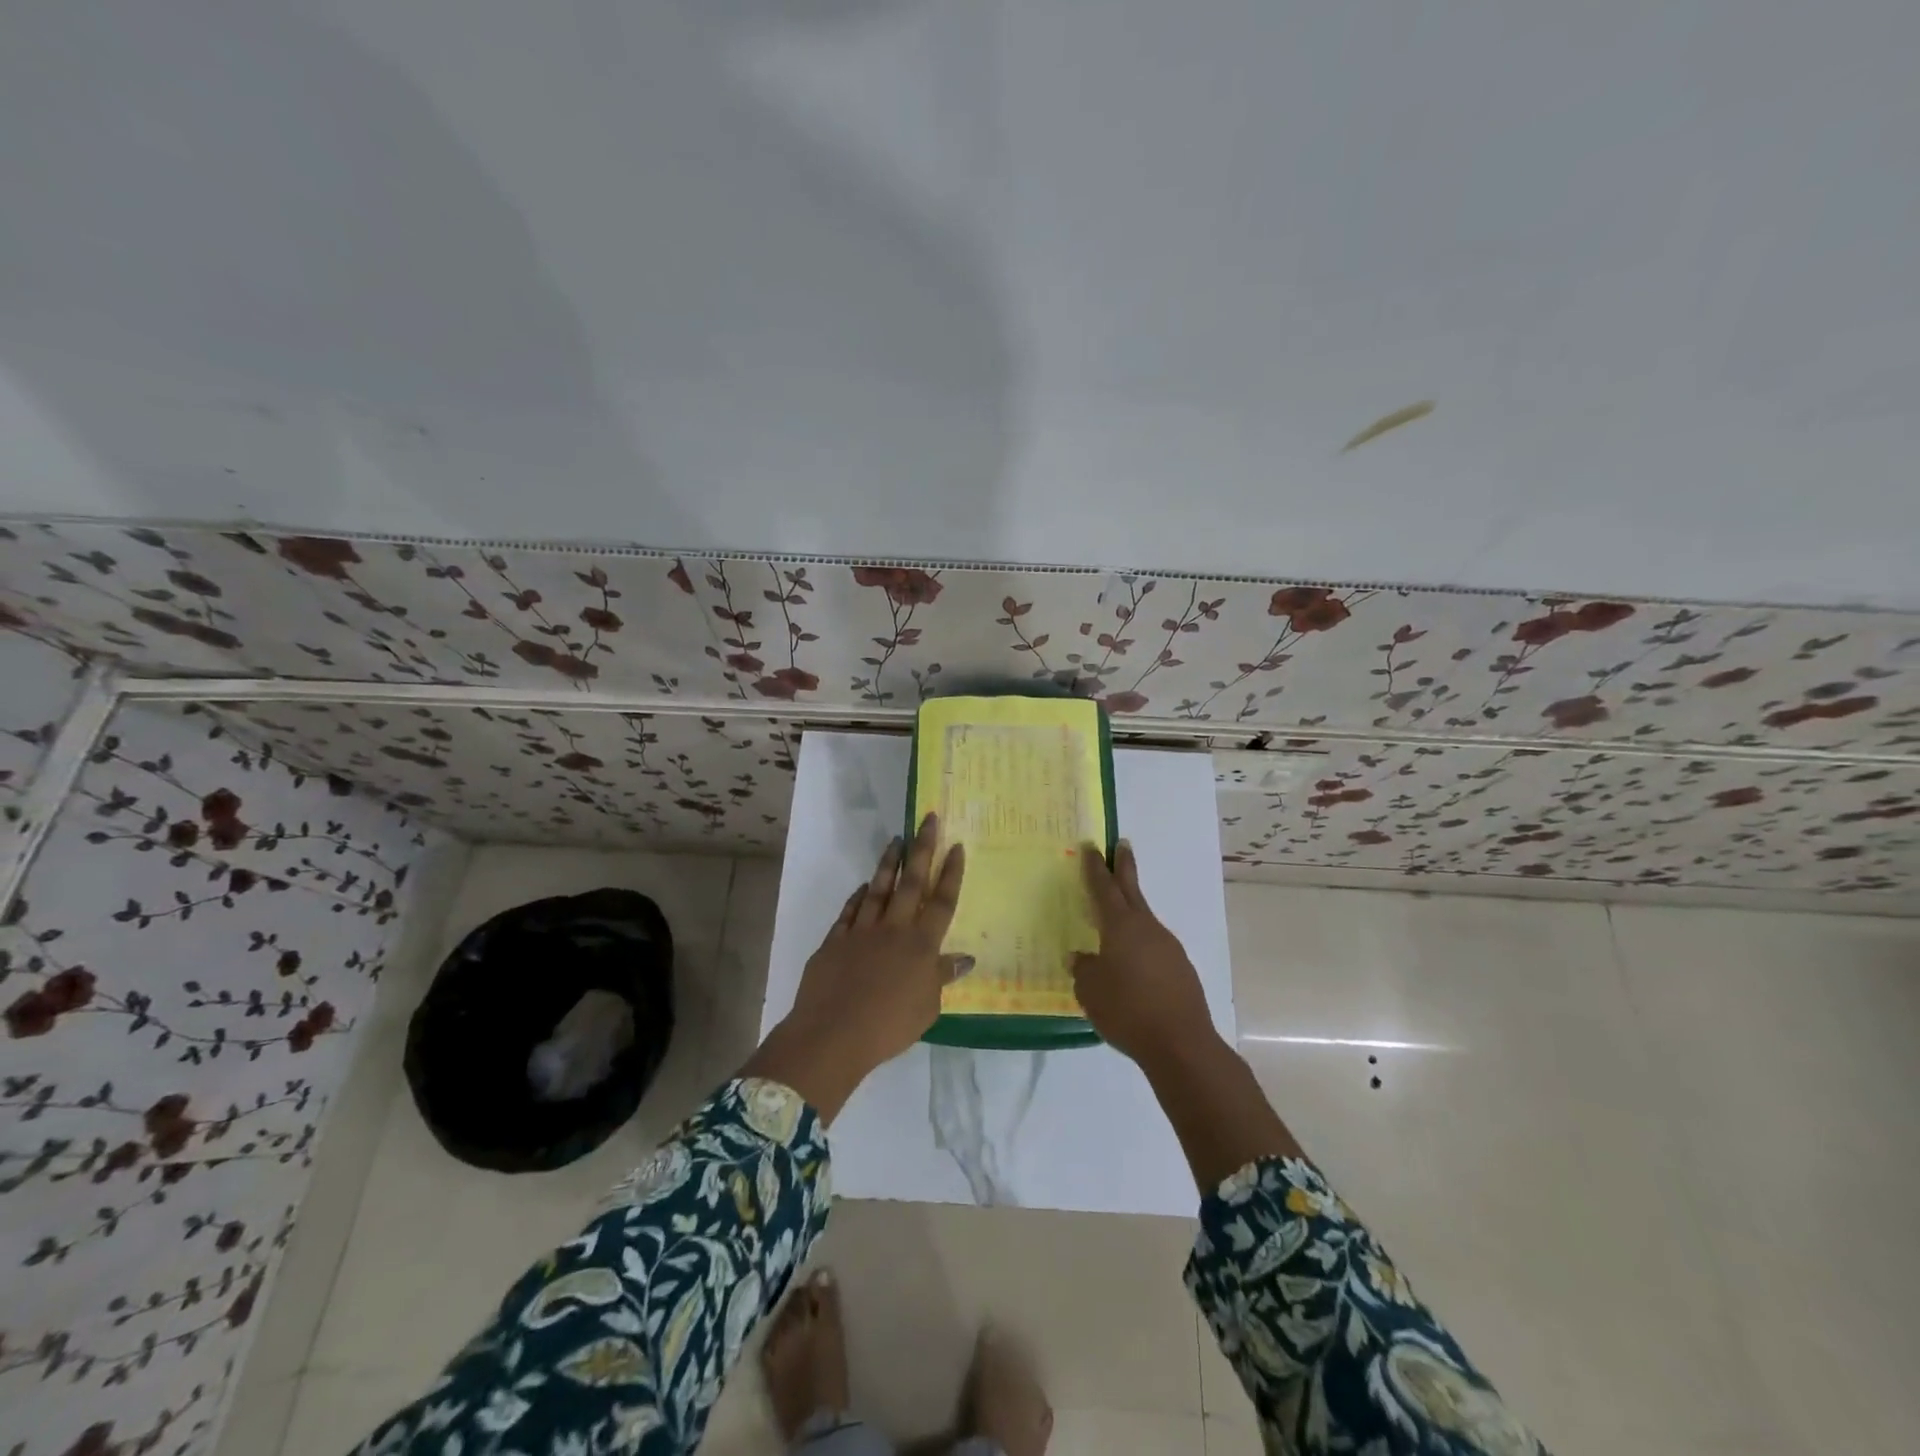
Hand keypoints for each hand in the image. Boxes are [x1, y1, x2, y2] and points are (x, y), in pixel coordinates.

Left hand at [790, 813, 970, 1065]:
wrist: (833, 1034)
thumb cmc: (889, 1026)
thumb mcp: (927, 1008)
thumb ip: (942, 977)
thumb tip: (964, 958)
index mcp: (921, 945)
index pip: (942, 902)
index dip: (951, 873)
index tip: (956, 846)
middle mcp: (894, 929)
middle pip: (912, 882)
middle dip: (922, 848)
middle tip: (928, 819)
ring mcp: (862, 931)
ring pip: (879, 888)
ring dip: (889, 863)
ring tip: (897, 839)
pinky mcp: (836, 939)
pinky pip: (851, 910)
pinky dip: (859, 896)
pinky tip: (864, 885)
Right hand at [1072, 841, 1215, 1067]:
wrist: (1180, 1043)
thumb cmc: (1127, 1011)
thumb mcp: (1091, 991)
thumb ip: (1084, 969)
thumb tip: (1082, 957)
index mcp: (1120, 926)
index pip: (1103, 888)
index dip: (1095, 867)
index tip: (1091, 846)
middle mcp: (1146, 927)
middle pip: (1131, 889)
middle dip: (1124, 866)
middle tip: (1121, 844)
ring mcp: (1167, 946)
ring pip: (1143, 920)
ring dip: (1131, 911)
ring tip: (1115, 919)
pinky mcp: (1180, 968)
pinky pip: (1153, 946)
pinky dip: (1140, 944)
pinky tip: (1133, 964)